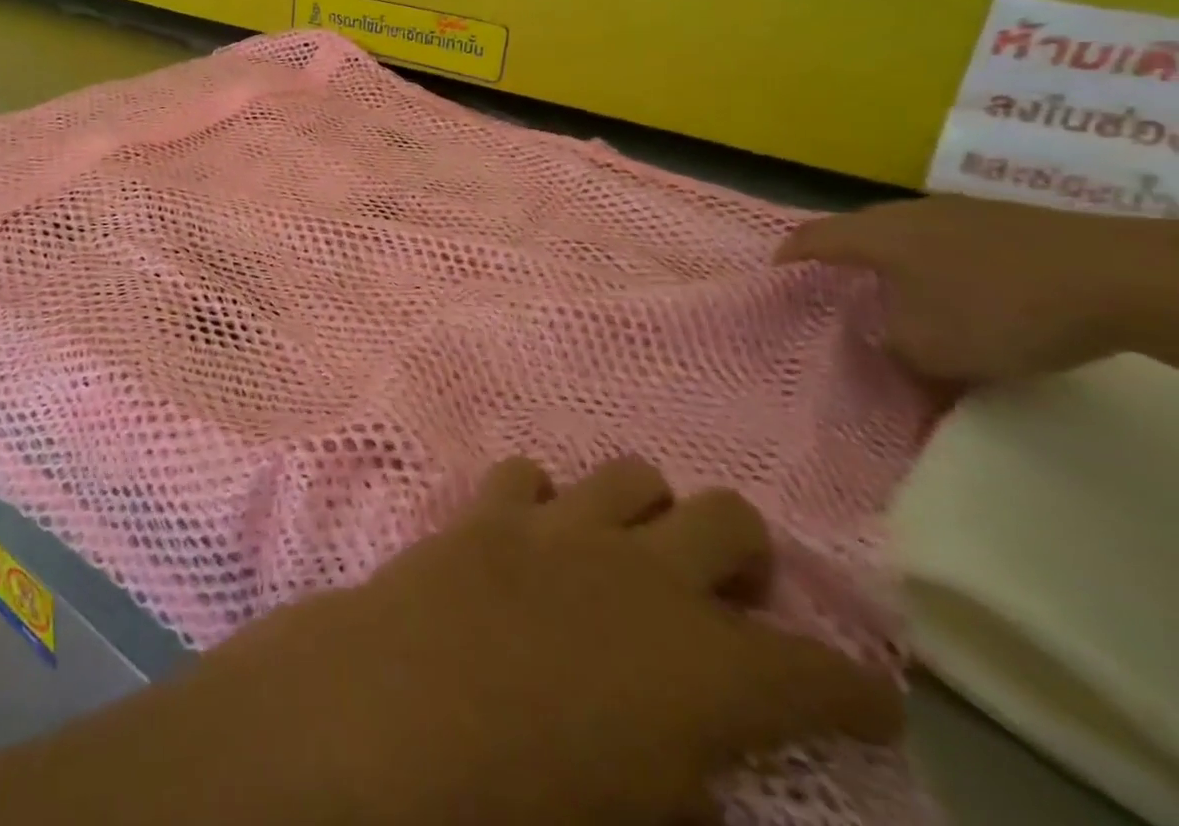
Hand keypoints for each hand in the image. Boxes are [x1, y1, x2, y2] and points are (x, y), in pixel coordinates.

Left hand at [195, 457, 902, 825]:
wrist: (400, 712)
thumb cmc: (531, 803)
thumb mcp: (640, 824)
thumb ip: (687, 794)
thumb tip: (694, 776)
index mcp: (710, 667)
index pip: (823, 674)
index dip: (856, 692)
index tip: (865, 703)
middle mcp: (644, 573)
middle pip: (731, 519)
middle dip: (747, 556)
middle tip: (732, 598)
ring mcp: (562, 526)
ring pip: (633, 474)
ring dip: (646, 510)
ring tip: (633, 552)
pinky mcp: (490, 508)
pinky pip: (530, 475)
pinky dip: (544, 501)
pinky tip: (535, 535)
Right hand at [775, 195, 1178, 383]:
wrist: (1123, 279)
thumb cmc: (1000, 309)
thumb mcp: (932, 349)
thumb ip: (892, 348)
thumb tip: (883, 344)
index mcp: (874, 235)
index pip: (811, 237)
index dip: (788, 254)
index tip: (776, 271)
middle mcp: (906, 214)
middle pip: (857, 229)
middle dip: (843, 256)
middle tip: (838, 285)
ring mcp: (961, 212)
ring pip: (907, 233)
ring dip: (897, 260)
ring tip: (902, 291)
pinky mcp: (1010, 222)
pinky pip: (951, 240)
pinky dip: (942, 263)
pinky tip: (963, 290)